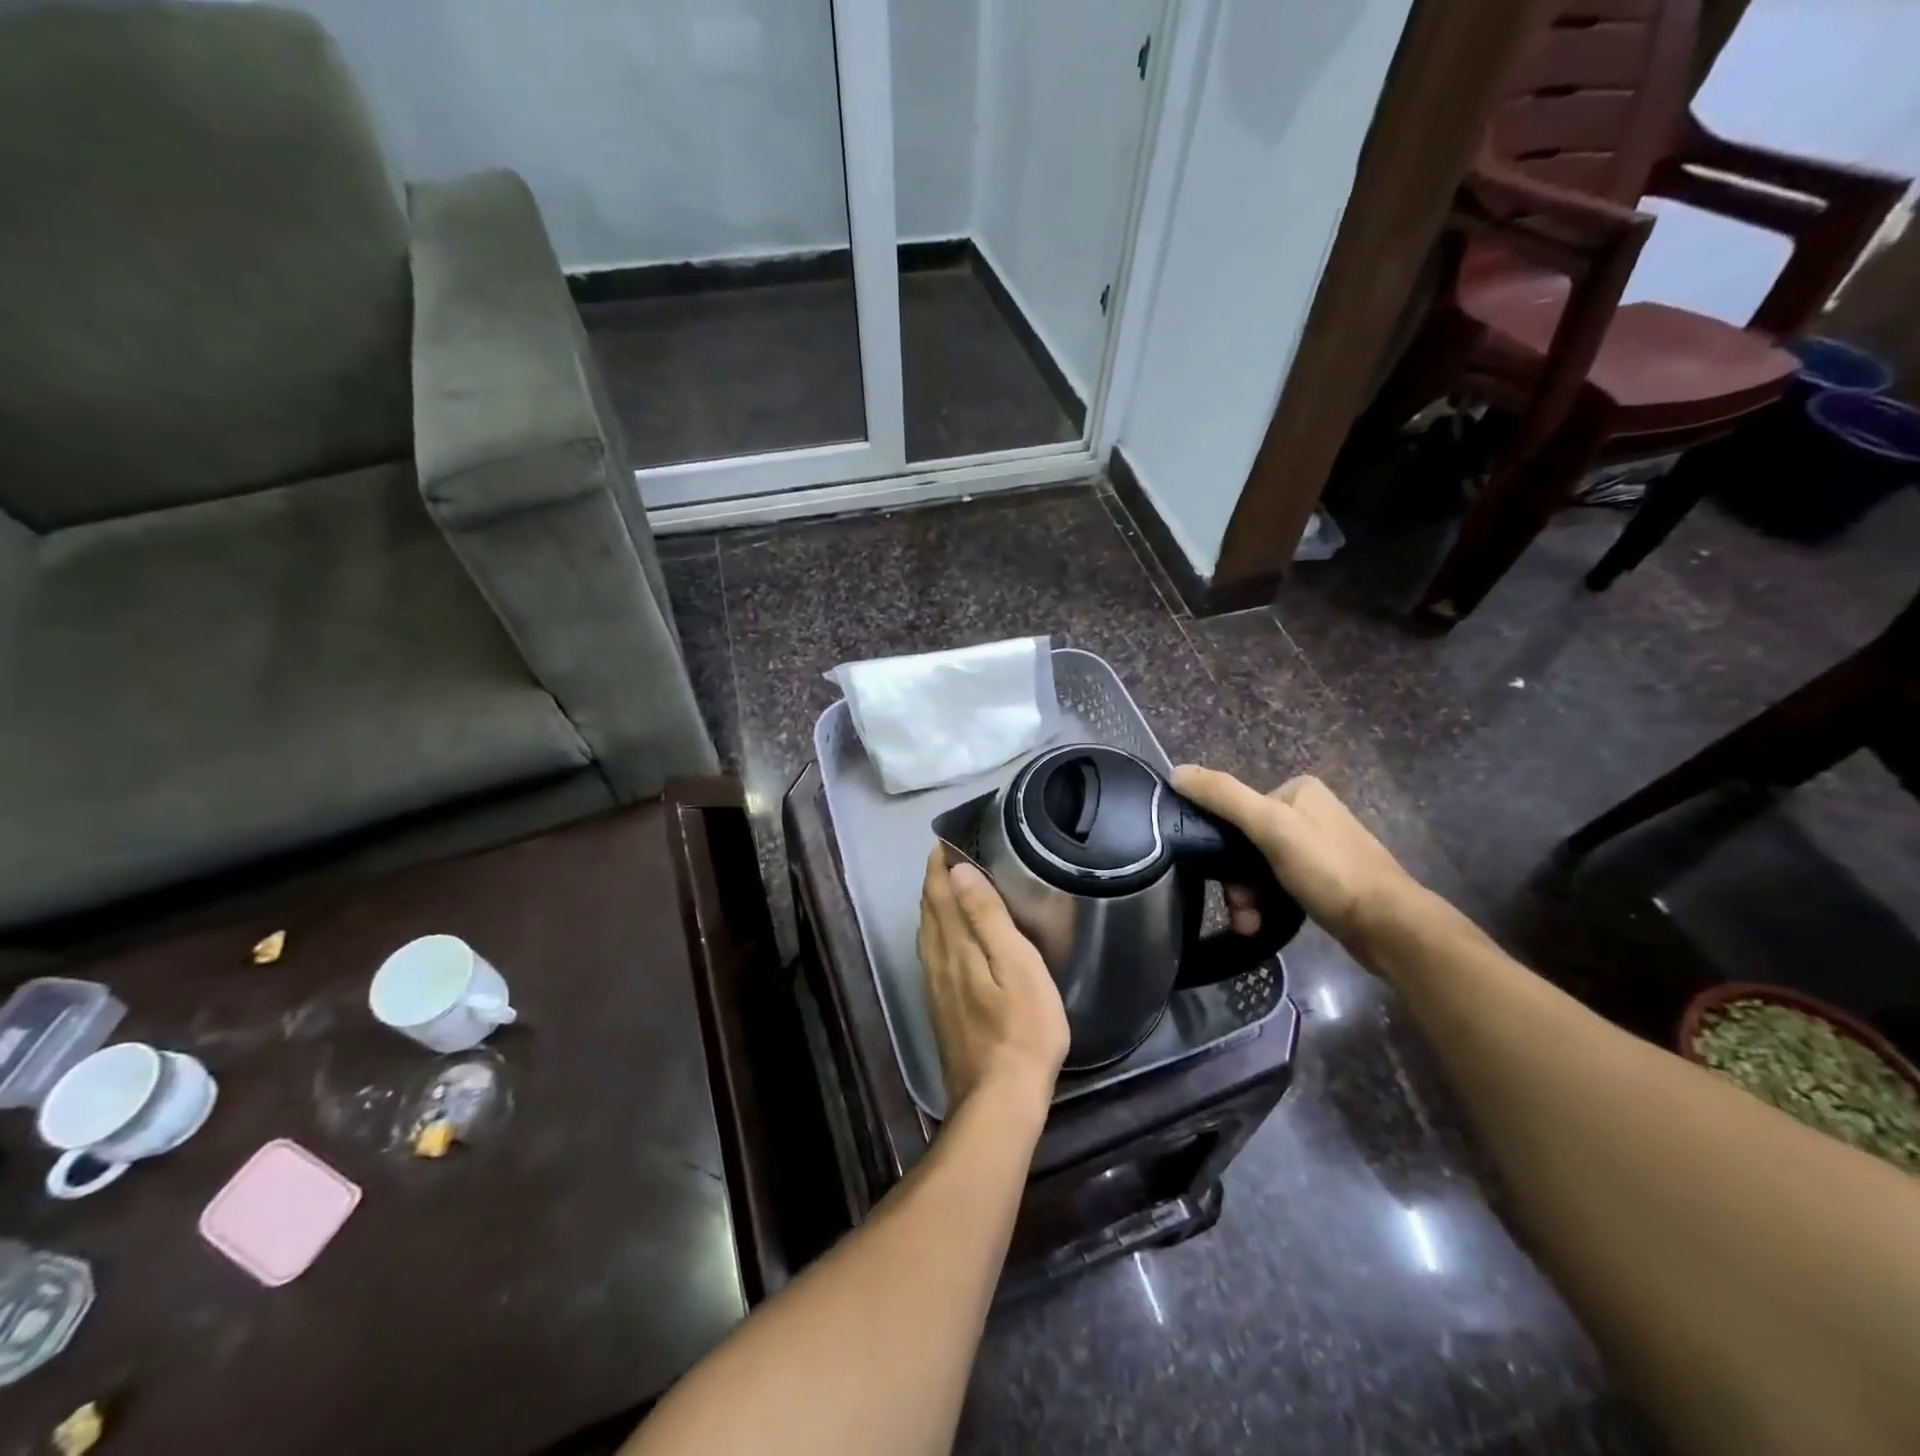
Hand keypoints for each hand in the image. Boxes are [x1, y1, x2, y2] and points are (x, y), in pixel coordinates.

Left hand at [916, 846, 1069, 1116]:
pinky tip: (943, 941)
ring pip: (926, 935)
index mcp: (955, 947)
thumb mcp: (1016, 966)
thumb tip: (958, 872)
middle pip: (929, 912)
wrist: (998, 1099)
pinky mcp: (940, 1009)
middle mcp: (937, 962)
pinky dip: (934, 934)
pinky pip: (930, 956)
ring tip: (944, 889)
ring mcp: (936, 988)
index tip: (945, 841)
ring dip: (932, 906)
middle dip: (934, 881)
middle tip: (945, 857)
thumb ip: (986, 917)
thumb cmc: (1022, 1028)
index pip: (939, 894)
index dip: (940, 866)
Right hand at [1171, 767, 1420, 952]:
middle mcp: (1309, 812)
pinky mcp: (1327, 880)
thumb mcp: (1270, 826)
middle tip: (1239, 908)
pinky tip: (1261, 923)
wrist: (1389, 926)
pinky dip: (1267, 903)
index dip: (1220, 843)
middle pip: (1248, 842)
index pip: (1237, 808)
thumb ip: (1223, 796)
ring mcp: (1319, 847)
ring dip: (1248, 897)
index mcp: (1298, 790)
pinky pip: (1280, 885)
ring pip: (1261, 868)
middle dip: (1236, 879)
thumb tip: (1176, 771)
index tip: (1218, 876)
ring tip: (1248, 924)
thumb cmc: (1328, 870)